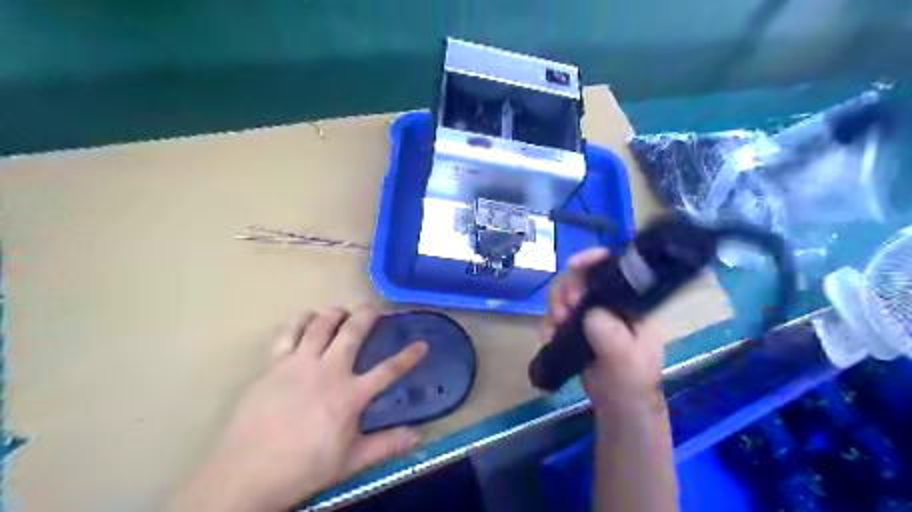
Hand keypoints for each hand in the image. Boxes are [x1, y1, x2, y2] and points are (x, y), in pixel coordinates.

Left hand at [173, 306, 427, 509]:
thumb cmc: (304, 468)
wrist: (247, 473)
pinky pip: (287, 333)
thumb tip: (417, 436)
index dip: (408, 357)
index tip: (422, 344)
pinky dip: (299, 320)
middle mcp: (328, 371)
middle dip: (366, 315)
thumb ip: (385, 445)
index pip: (388, 371)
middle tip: (372, 308)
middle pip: (352, 333)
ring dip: (334, 313)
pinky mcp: (274, 364)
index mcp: (350, 395)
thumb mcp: (350, 461)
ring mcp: (299, 364)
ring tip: (341, 311)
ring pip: (320, 325)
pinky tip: (305, 318)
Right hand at [543, 248, 667, 411]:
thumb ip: (611, 336)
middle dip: (566, 289)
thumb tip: (589, 314)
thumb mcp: (627, 360)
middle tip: (564, 311)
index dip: (593, 259)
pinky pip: (554, 316)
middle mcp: (608, 303)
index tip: (573, 265)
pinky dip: (548, 323)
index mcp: (629, 302)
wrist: (617, 407)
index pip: (613, 268)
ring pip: (563, 295)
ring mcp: (589, 315)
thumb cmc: (632, 381)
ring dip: (554, 306)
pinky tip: (550, 337)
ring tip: (557, 325)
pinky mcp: (574, 328)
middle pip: (580, 278)